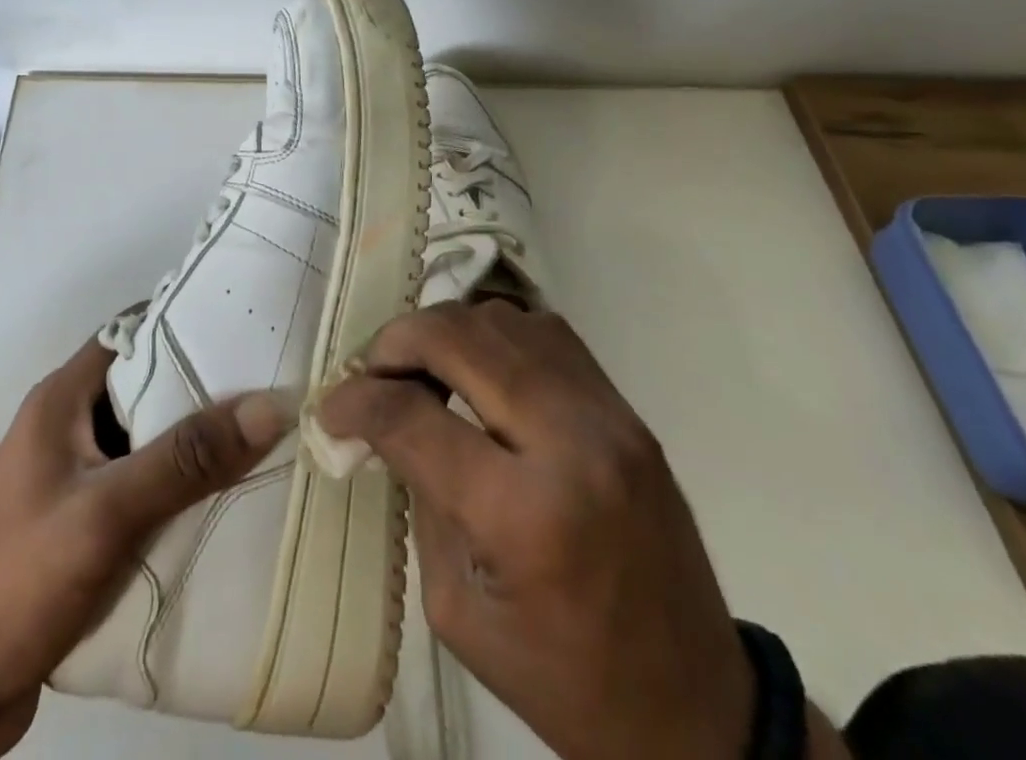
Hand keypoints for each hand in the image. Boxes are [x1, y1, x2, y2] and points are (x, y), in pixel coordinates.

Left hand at [0, 334, 290, 759]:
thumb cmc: (15, 581)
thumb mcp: (107, 511)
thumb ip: (187, 458)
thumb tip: (271, 405)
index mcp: (61, 400)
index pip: (131, 334)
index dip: (185, 323)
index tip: (247, 327)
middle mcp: (64, 429)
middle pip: (143, 389)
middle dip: (202, 389)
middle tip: (269, 388)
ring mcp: (68, 482)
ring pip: (143, 444)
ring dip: (191, 447)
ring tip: (261, 441)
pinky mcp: (75, 530)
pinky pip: (137, 493)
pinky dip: (174, 493)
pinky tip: (221, 506)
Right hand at [317, 301, 755, 759]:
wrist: (694, 707)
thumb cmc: (565, 681)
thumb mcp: (460, 611)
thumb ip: (420, 498)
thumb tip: (384, 422)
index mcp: (527, 515)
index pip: (414, 416)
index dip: (357, 402)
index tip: (331, 409)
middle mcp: (571, 441)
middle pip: (459, 336)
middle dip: (396, 342)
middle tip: (371, 373)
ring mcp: (607, 414)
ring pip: (502, 318)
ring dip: (445, 332)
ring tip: (421, 368)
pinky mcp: (625, 408)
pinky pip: (544, 332)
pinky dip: (494, 335)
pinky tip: (476, 368)